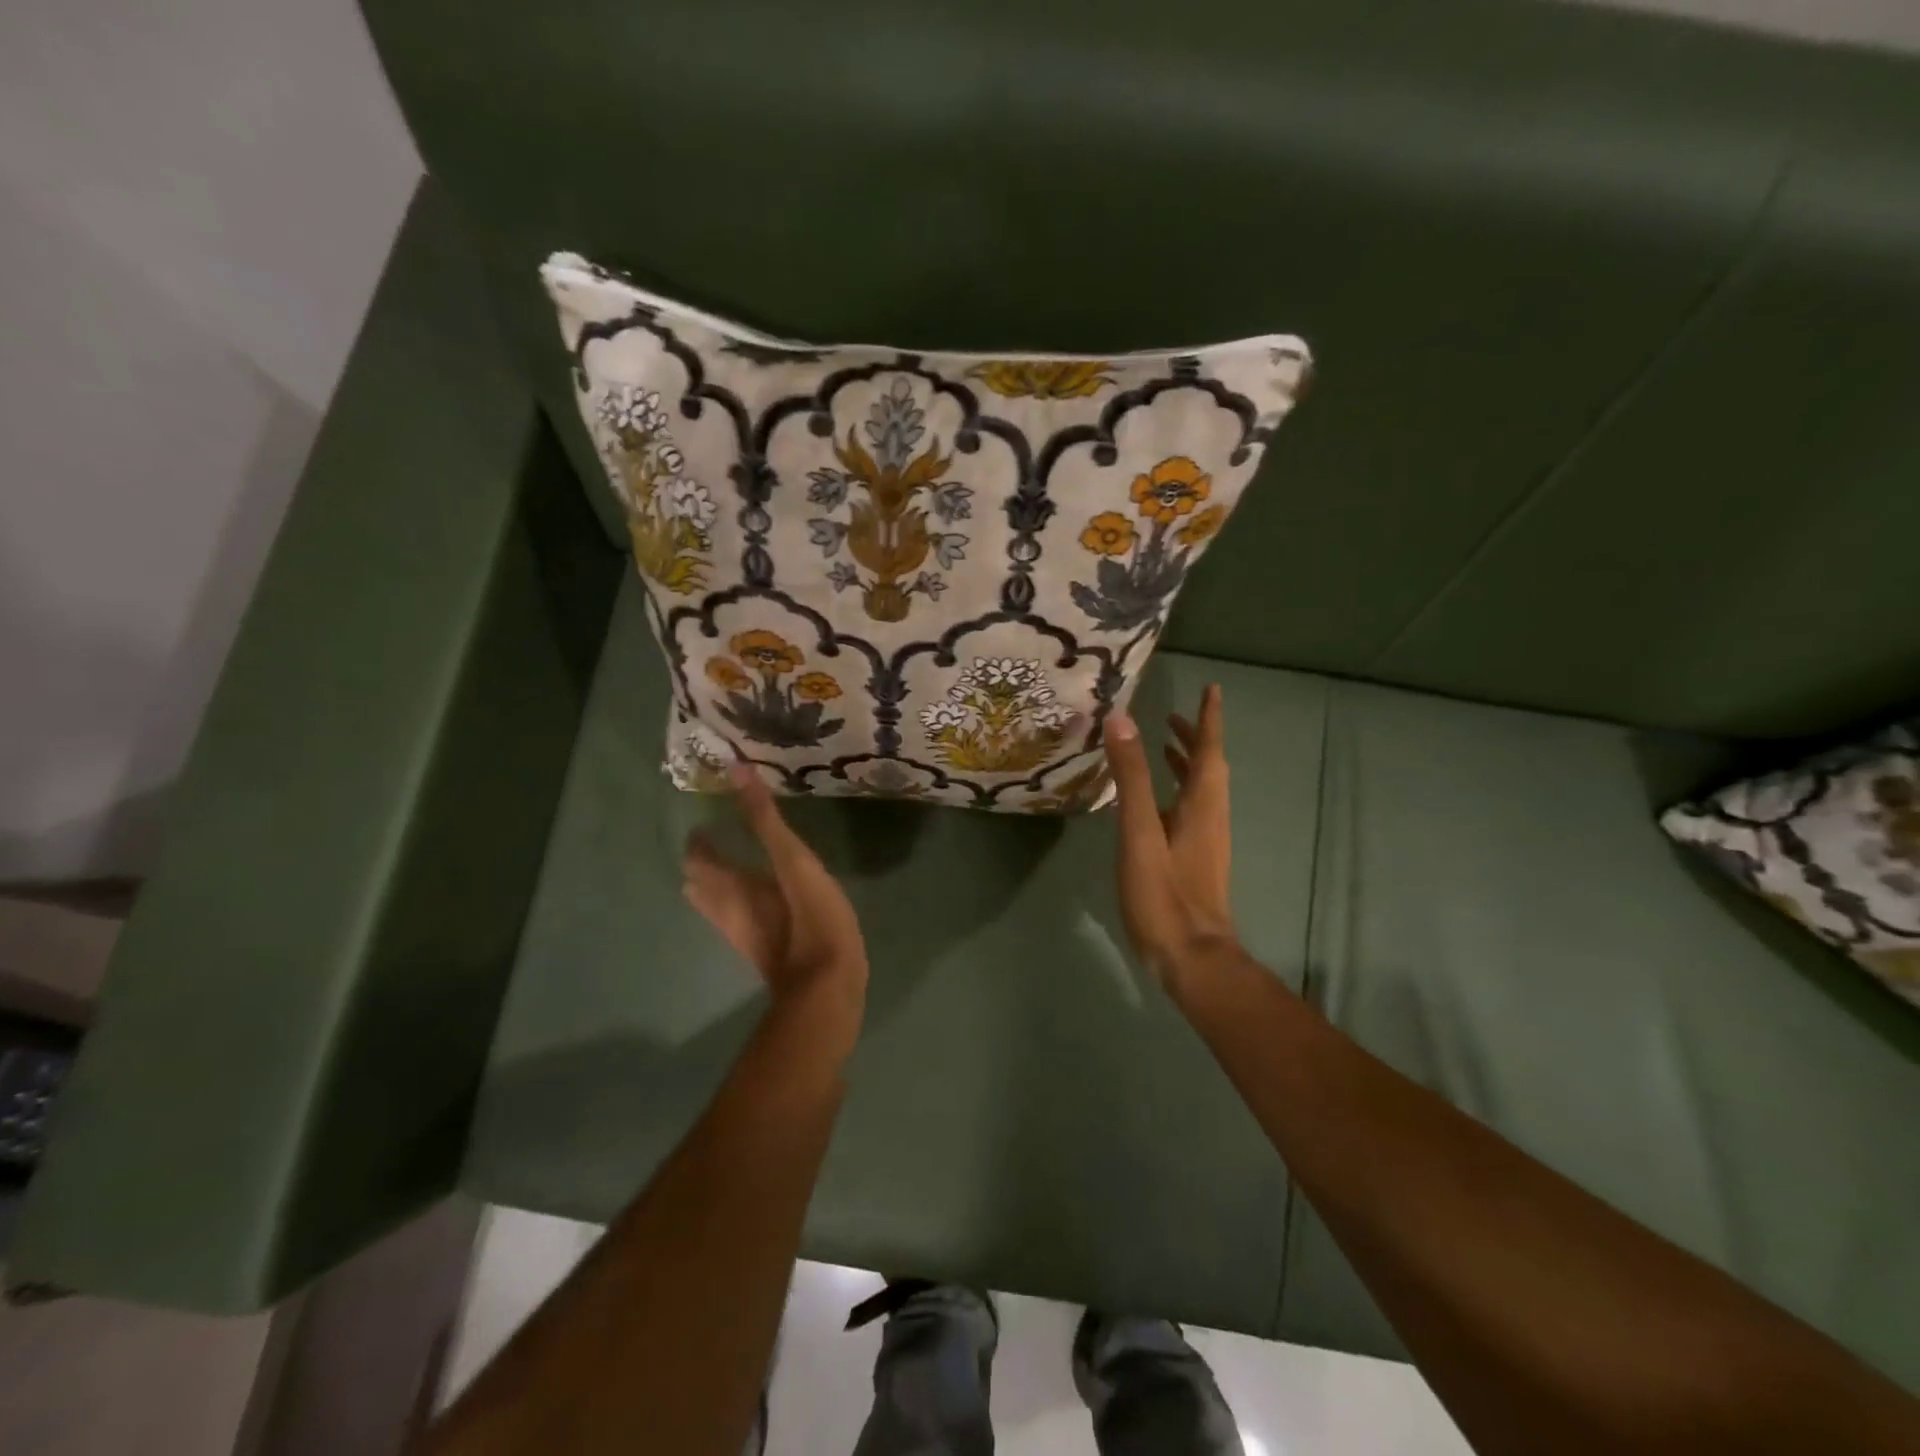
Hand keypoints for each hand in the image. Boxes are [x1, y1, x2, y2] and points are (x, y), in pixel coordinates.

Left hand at [682, 763, 868, 1013]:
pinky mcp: (769, 951)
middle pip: (702, 887)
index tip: (707, 820)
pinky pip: (742, 919)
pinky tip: (767, 899)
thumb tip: (738, 771)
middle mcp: (730, 913)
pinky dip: (743, 902)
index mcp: (731, 889)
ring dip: (722, 884)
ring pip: (720, 907)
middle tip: (720, 838)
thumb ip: (766, 821)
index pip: (699, 860)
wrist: (828, 992)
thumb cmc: (812, 923)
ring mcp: (748, 936)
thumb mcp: (794, 865)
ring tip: (739, 863)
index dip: (699, 841)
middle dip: (705, 863)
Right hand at [1104, 684, 1238, 988]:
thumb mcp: (1141, 832)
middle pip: (1209, 768)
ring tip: (1163, 747)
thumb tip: (1122, 721)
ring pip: (1200, 790)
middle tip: (1173, 715)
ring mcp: (1205, 841)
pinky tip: (1154, 802)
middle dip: (1195, 738)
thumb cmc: (1165, 893)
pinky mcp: (1194, 860)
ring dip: (1186, 764)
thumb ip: (1131, 778)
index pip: (1210, 750)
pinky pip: (1189, 810)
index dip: (1209, 718)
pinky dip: (1175, 791)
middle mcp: (1210, 816)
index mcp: (1204, 804)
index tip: (1212, 688)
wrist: (1191, 956)